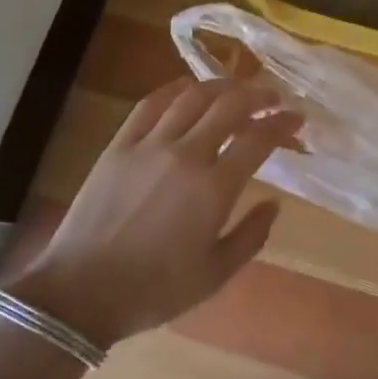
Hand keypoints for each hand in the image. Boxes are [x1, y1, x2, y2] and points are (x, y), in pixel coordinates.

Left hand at [9, 79, 299, 348]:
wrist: (81, 292)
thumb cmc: (154, 290)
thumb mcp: (214, 275)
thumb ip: (251, 236)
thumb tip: (275, 204)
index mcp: (213, 189)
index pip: (258, 139)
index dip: (282, 124)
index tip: (296, 119)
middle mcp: (186, 154)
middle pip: (229, 105)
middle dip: (258, 95)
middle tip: (273, 98)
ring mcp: (150, 144)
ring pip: (193, 96)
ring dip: (222, 86)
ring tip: (237, 89)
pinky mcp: (120, 143)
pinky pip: (151, 103)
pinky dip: (176, 89)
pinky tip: (188, 89)